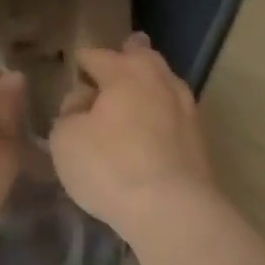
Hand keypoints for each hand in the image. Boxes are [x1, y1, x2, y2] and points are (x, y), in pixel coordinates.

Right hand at [49, 32, 219, 241]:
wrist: (171, 209)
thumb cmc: (110, 166)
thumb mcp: (66, 139)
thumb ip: (69, 113)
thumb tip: (83, 103)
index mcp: (125, 72)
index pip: (97, 55)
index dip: (82, 60)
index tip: (75, 65)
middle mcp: (160, 80)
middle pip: (142, 57)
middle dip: (128, 55)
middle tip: (119, 57)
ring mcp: (185, 108)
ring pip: (164, 83)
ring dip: (149, 84)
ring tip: (135, 92)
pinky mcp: (199, 139)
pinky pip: (174, 113)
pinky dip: (161, 113)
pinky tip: (153, 126)